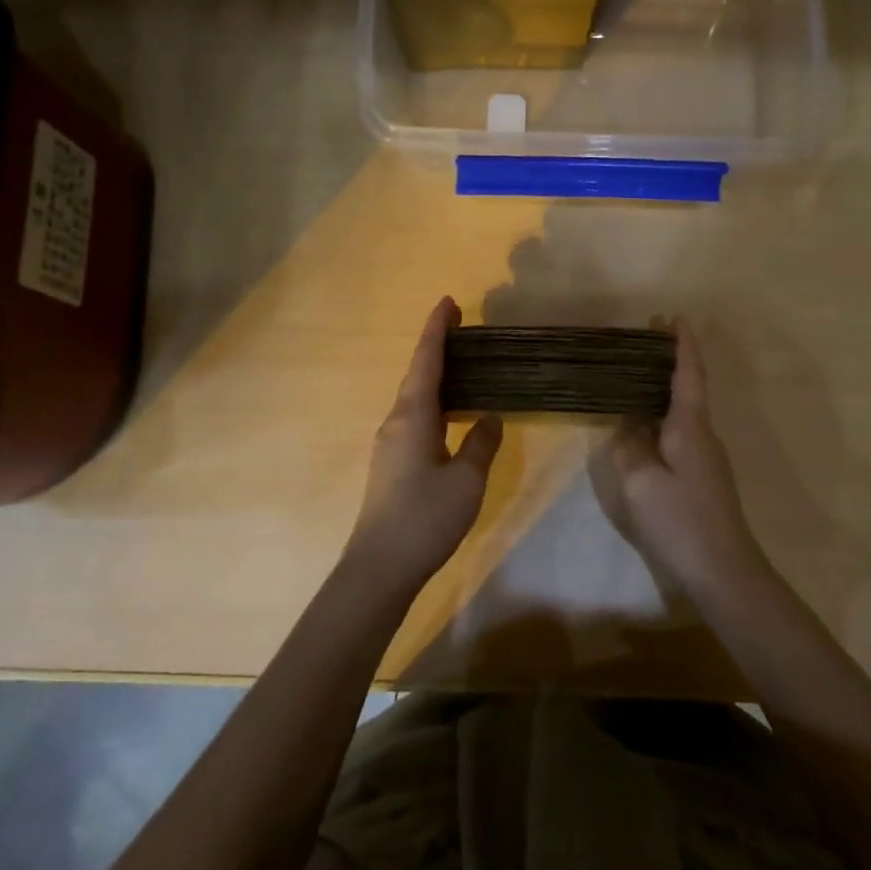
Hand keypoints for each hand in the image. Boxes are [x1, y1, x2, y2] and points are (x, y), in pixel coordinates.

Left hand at [345, 297, 502, 595]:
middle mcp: (396, 421)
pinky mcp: (391, 463)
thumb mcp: (467, 479)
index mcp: (413, 416)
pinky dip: (434, 402)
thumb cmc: (426, 517)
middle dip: (437, 348)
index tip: (448, 302)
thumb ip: (481, 443)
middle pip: (418, 374)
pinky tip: (451, 413)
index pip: (427, 361)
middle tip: (462, 328)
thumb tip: (490, 417)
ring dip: (435, 376)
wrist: (380, 567)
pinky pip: (414, 417)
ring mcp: (390, 443)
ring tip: (463, 366)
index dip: (437, 330)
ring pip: (415, 397)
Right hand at [602, 320, 767, 594]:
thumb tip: (628, 427)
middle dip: (669, 360)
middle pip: (686, 388)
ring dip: (662, 390)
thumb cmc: (680, 520)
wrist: (723, 570)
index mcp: (689, 426)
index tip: (675, 317)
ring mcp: (705, 457)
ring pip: (681, 412)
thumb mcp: (641, 482)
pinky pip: (678, 434)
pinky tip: (642, 428)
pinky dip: (661, 418)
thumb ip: (630, 448)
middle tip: (647, 337)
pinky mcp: (701, 477)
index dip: (682, 345)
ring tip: (635, 378)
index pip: (688, 374)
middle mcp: (702, 434)